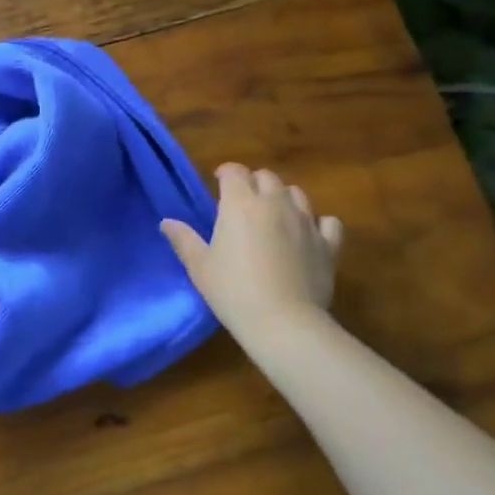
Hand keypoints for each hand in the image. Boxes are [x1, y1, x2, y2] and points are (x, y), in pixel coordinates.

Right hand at [161, 164, 342, 340]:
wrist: (284, 323)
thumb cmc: (233, 291)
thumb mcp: (200, 267)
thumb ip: (184, 240)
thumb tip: (166, 222)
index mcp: (240, 203)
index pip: (234, 171)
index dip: (225, 173)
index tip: (218, 184)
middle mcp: (274, 203)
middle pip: (266, 177)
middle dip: (254, 183)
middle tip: (244, 203)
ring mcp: (305, 221)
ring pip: (296, 193)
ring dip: (284, 198)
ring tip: (275, 215)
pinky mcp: (328, 244)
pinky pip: (328, 222)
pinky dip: (319, 224)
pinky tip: (310, 235)